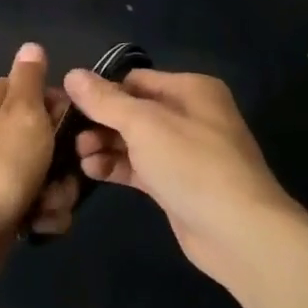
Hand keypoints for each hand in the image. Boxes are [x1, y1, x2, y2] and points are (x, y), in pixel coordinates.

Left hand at [0, 44, 78, 263]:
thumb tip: (31, 46)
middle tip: (62, 172)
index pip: (34, 90)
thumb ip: (30, 80)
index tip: (71, 126)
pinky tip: (38, 224)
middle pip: (47, 137)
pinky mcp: (3, 206)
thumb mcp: (22, 114)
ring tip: (46, 204)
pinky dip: (44, 214)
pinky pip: (39, 203)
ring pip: (49, 174)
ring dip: (57, 192)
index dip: (58, 108)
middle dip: (64, 160)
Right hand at [64, 69, 292, 279]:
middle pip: (133, 110)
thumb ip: (105, 100)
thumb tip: (72, 74)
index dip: (102, 91)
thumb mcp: (144, 124)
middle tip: (69, 136)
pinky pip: (140, 167)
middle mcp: (190, 115)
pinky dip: (116, 166)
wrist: (239, 233)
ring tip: (78, 157)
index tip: (68, 104)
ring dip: (104, 145)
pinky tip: (91, 171)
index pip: (135, 80)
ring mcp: (185, 152)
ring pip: (134, 141)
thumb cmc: (192, 164)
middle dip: (100, 122)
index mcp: (190, 90)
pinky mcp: (177, 184)